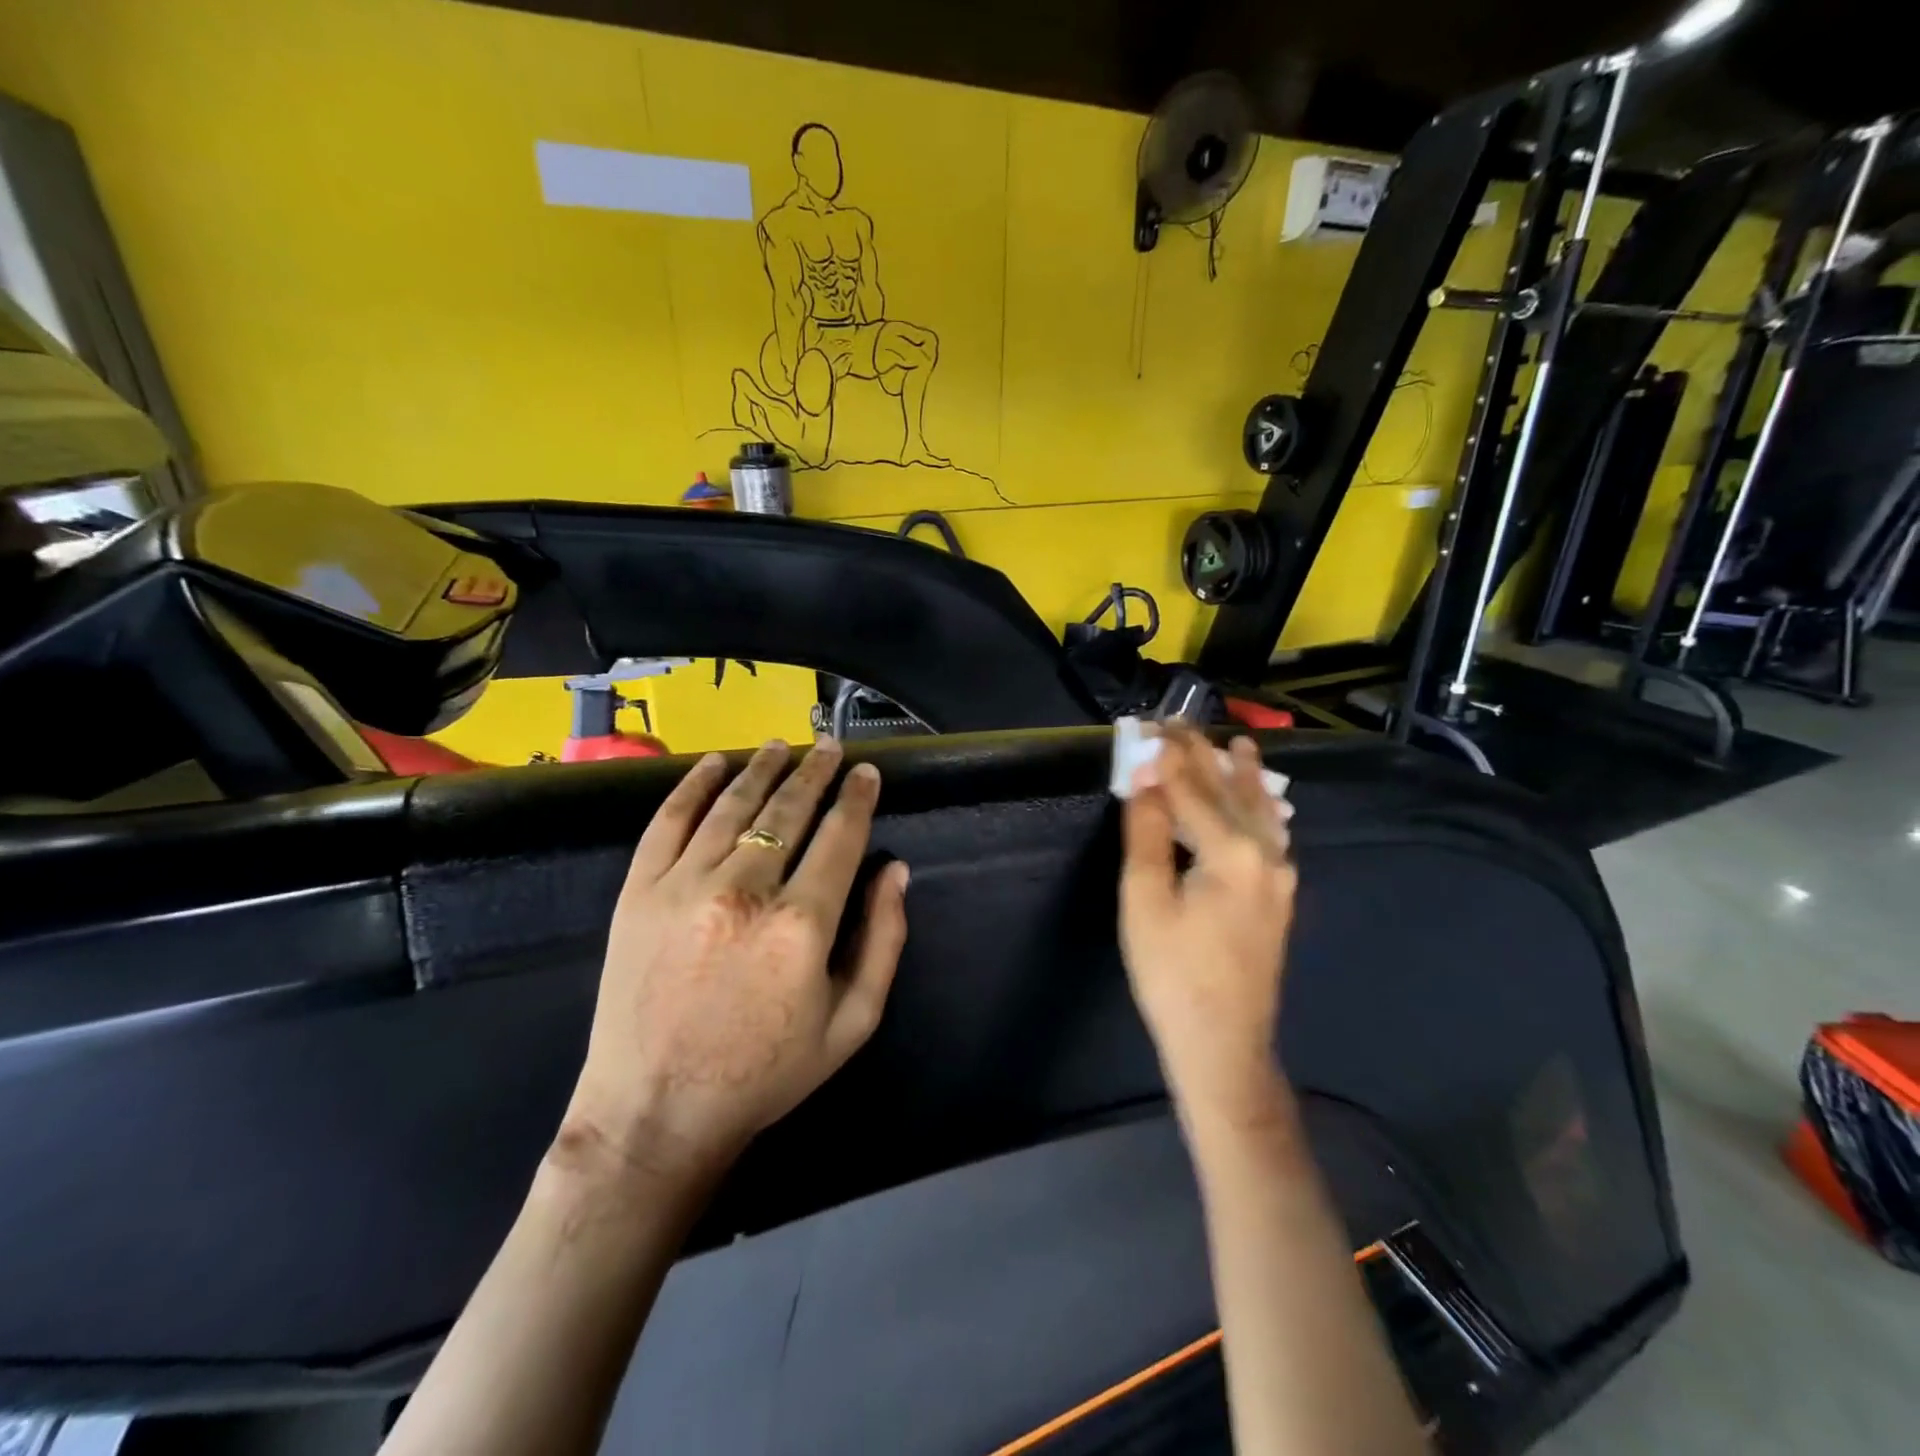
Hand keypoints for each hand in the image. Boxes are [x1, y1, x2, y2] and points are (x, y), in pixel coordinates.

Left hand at [560, 738, 909, 1185]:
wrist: (655, 1113)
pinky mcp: (637, 892)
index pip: (840, 836)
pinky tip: (713, 763)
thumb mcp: (852, 1023)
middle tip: (830, 746)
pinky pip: (668, 822)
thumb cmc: (764, 1074)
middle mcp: (744, 890)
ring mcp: (683, 886)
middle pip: (789, 809)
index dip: (858, 798)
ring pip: (733, 805)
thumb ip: (884, 941)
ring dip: (762, 768)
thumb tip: (895, 871)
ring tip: (782, 745)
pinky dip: (692, 786)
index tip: (868, 772)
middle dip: (816, 771)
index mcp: (801, 924)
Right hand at [1119, 726, 1296, 1132]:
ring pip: (1260, 812)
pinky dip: (1260, 810)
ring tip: (1239, 744)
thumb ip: (1148, 833)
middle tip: (1180, 725)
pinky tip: (1264, 805)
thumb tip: (1146, 778)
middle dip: (1203, 756)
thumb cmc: (1172, 973)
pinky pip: (1271, 836)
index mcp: (1232, 852)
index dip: (1168, 757)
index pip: (1193, 789)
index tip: (1150, 725)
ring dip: (1243, 776)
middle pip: (1230, 793)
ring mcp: (1280, 878)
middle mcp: (1266, 855)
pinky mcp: (1278, 898)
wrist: (1223, 1044)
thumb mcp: (1145, 900)